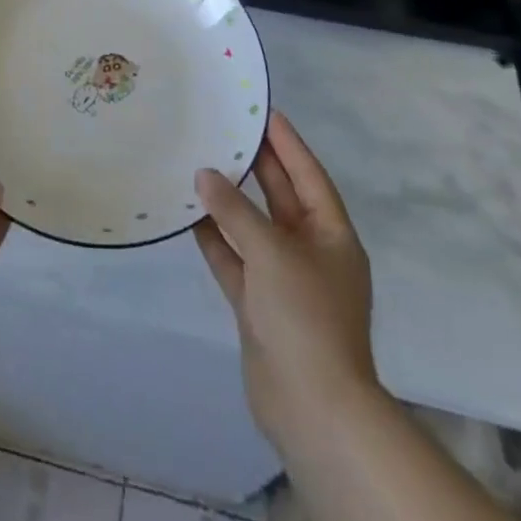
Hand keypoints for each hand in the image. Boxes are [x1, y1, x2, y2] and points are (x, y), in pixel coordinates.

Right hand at [194, 111, 379, 451]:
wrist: (312, 409)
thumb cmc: (305, 317)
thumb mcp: (273, 252)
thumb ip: (236, 211)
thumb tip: (204, 175)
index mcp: (332, 235)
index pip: (308, 174)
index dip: (287, 142)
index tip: (263, 111)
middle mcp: (310, 252)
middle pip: (281, 197)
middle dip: (256, 166)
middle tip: (225, 128)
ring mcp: (283, 279)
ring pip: (253, 227)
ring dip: (228, 202)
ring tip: (199, 163)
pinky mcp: (258, 304)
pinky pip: (234, 259)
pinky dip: (215, 239)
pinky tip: (188, 215)